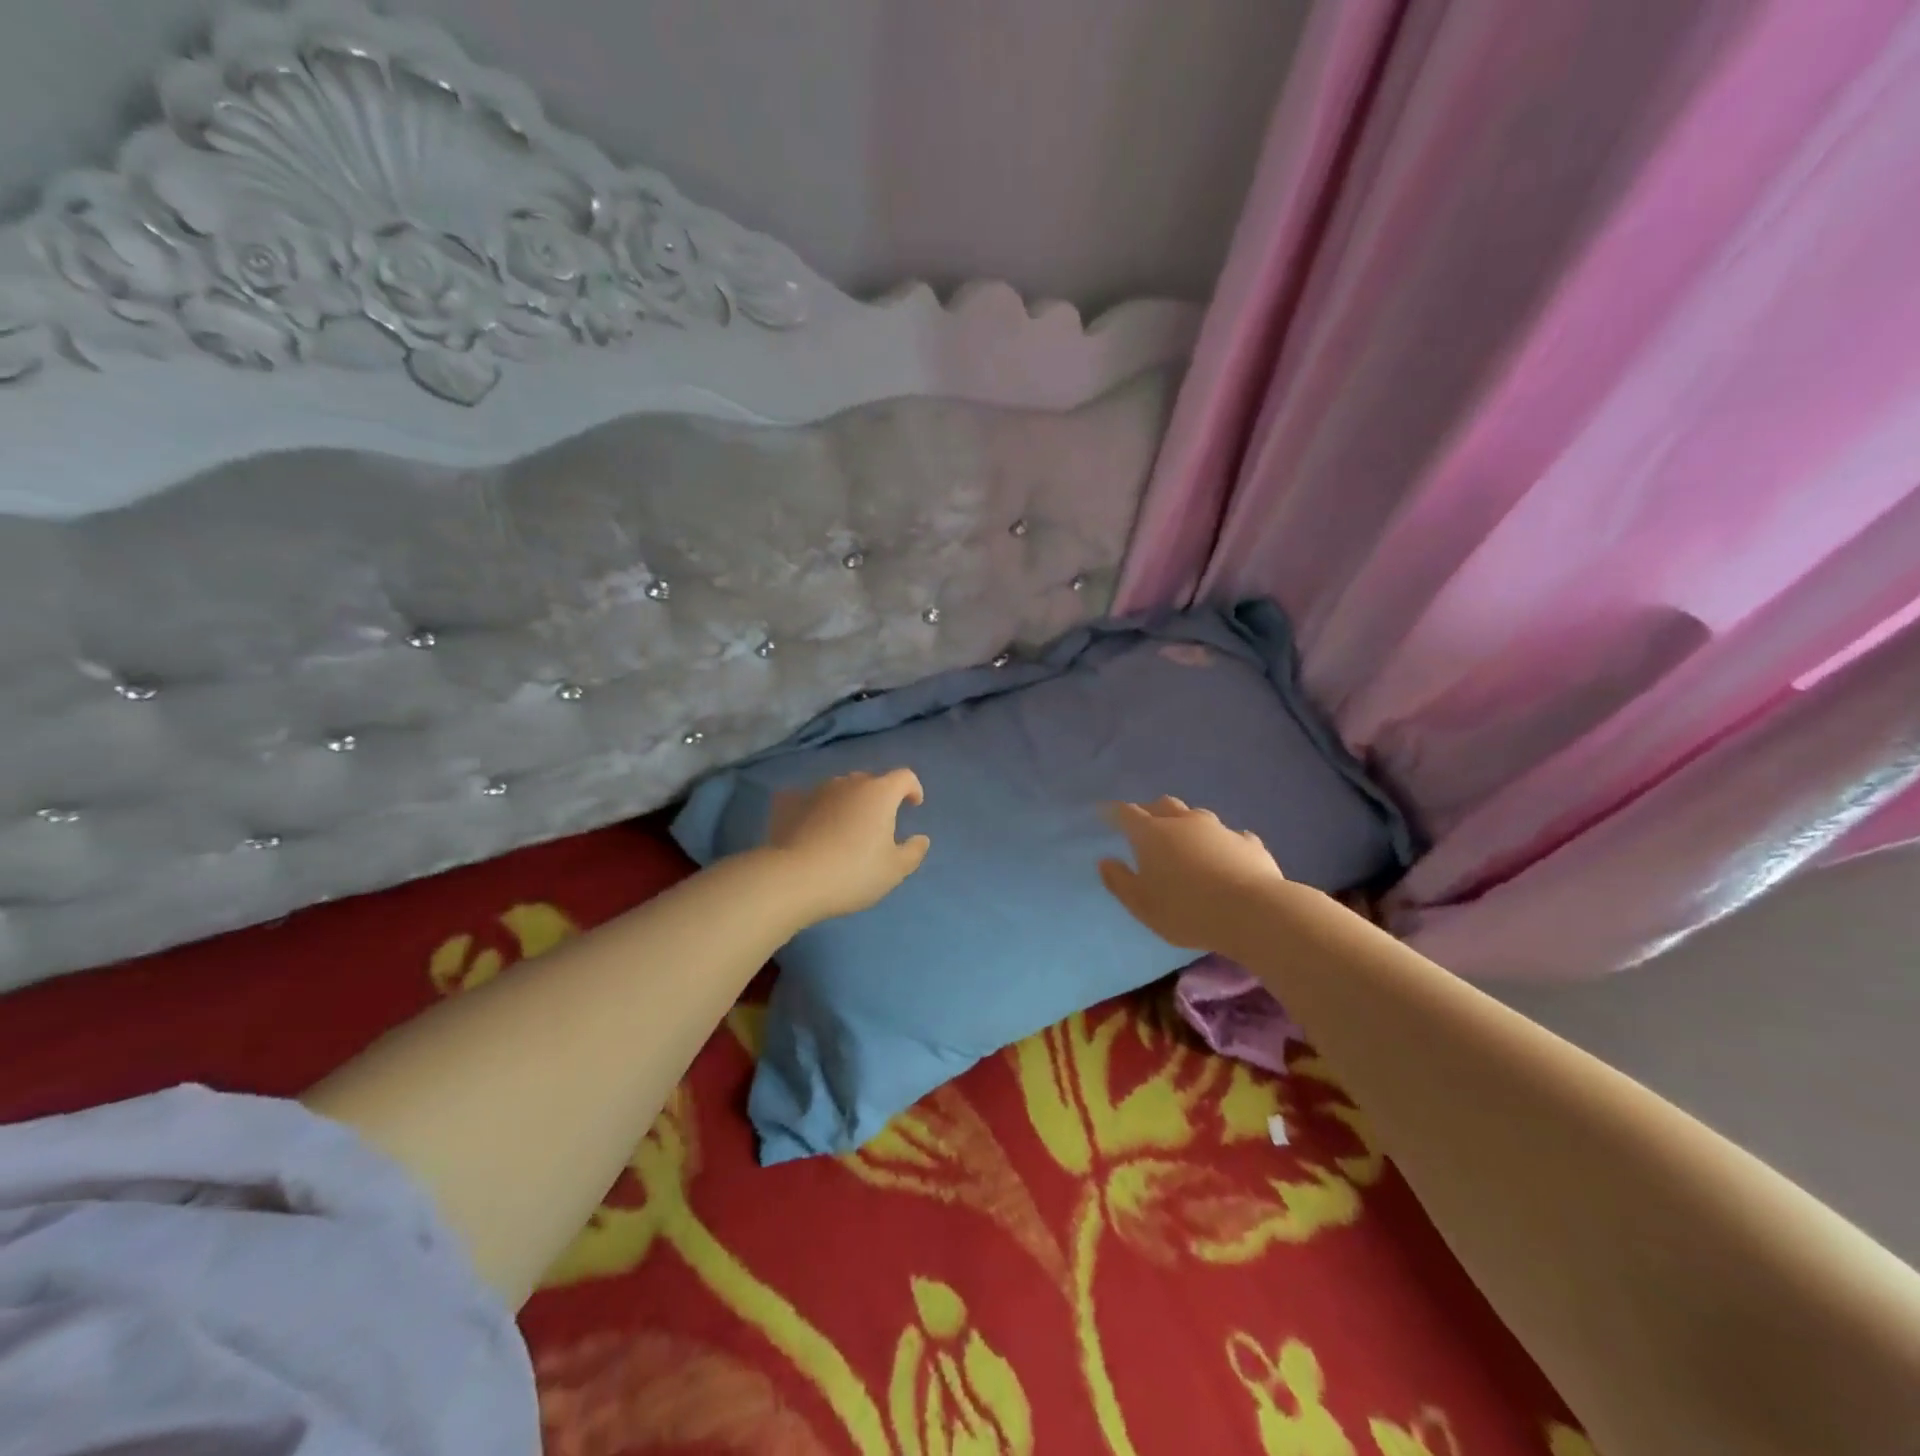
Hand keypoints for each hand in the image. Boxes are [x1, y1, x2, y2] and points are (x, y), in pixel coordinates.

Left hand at [764, 769, 931, 920]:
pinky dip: (813, 808)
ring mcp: (815, 790)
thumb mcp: (894, 870)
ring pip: (838, 789)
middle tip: (877, 824)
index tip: (913, 805)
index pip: (904, 777)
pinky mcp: (787, 802)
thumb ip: (913, 852)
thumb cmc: (853, 873)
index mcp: (879, 793)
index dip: (912, 788)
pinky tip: (809, 825)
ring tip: (843, 828)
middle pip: (870, 781)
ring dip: (846, 802)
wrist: (793, 879)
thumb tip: (921, 839)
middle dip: (878, 797)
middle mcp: (848, 783)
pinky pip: (806, 799)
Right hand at [1099, 796, 1285, 952]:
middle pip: (1163, 805)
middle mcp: (1184, 823)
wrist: (1253, 913)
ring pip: (1197, 816)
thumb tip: (1105, 861)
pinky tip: (1226, 855)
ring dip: (1187, 824)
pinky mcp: (1248, 843)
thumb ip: (1120, 882)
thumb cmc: (1186, 911)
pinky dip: (1222, 843)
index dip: (1113, 812)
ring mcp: (1219, 829)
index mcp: (1152, 834)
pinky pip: (1231, 836)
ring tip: (1185, 840)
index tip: (1104, 813)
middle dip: (1151, 811)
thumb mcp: (1142, 905)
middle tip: (1145, 825)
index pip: (1126, 814)